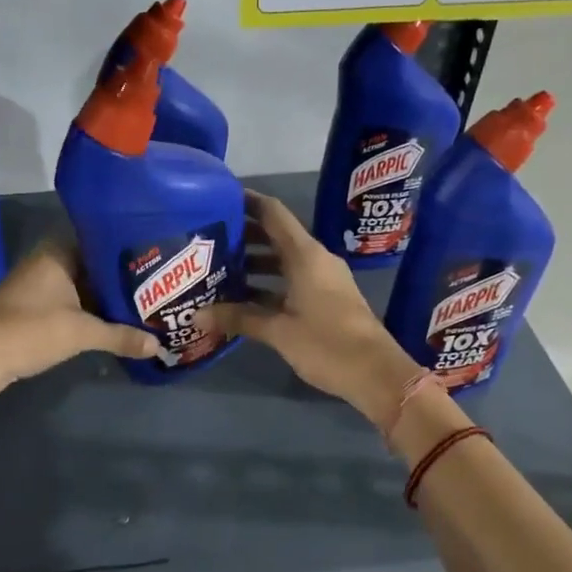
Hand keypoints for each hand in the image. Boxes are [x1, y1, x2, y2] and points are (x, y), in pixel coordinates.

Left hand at [0, 241, 159, 396]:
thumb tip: (158, 346)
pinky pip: (70, 306)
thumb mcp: (81, 333)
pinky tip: (114, 326)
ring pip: (82, 289)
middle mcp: (48, 263)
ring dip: (105, 301)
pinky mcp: (33, 311)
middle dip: (121, 281)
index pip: (101, 241)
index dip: (129, 251)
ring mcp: (38, 287)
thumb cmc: (29, 330)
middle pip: (94, 268)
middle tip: (157, 288)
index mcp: (58, 253)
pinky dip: (89, 315)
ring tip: (143, 307)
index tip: (156, 260)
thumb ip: (121, 336)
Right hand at [198, 192, 420, 428]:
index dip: (246, 201)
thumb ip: (238, 318)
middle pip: (275, 236)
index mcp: (305, 255)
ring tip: (218, 269)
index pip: (272, 213)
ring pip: (283, 261)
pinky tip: (243, 298)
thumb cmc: (327, 344)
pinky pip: (291, 281)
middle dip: (243, 236)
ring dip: (254, 263)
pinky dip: (267, 284)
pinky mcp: (326, 300)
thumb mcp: (278, 331)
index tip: (218, 198)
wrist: (376, 374)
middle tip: (207, 239)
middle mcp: (315, 259)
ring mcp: (323, 280)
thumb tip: (195, 316)